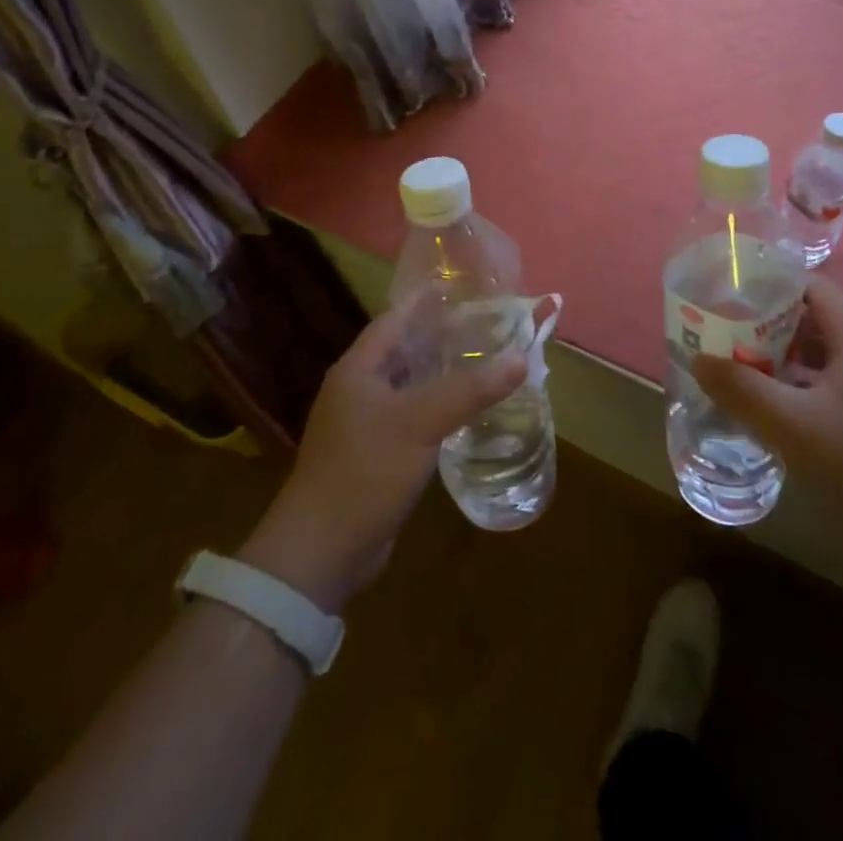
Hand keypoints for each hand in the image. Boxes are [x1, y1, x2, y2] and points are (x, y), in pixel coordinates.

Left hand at [239, 302, 525, 612]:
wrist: (322, 553)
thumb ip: (469, 388)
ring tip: (486, 362)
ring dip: (443, 374)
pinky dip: (438, 408)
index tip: (466, 289)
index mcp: (358, 369)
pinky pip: (412, 418)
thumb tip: (520, 357)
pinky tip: (467, 411)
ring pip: (411, 386)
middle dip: (442, 337)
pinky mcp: (376, 455)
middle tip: (488, 326)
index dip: (428, 302)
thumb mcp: (420, 423)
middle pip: (404, 350)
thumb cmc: (365, 472)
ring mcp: (365, 424)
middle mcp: (358, 390)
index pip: (395, 319)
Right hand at [691, 277, 842, 536]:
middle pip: (811, 321)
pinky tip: (766, 411)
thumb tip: (699, 359)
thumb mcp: (790, 423)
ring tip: (734, 366)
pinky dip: (792, 390)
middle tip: (723, 331)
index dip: (774, 283)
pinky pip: (822, 389)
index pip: (813, 287)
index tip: (733, 293)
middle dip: (766, 323)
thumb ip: (742, 389)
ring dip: (777, 359)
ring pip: (815, 358)